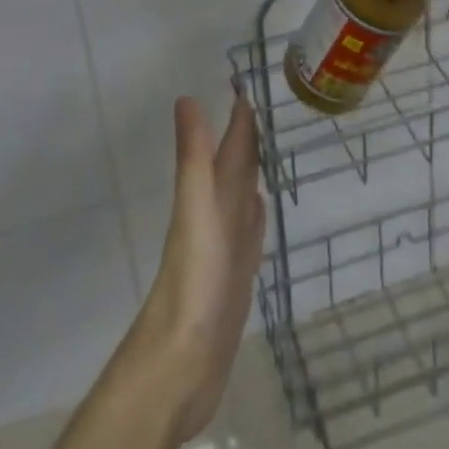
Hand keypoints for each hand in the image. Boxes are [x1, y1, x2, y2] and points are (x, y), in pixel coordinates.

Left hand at [124, 94, 265, 444]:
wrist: (181, 365)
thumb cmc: (193, 282)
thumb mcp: (196, 210)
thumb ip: (193, 157)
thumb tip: (185, 97)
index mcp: (210, 197)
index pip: (229, 147)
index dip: (239, 118)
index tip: (249, 83)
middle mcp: (218, 216)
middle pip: (235, 169)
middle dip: (247, 139)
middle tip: (265, 106)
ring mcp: (227, 248)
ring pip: (242, 197)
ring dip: (252, 172)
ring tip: (266, 148)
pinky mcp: (236, 279)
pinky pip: (249, 234)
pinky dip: (255, 216)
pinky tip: (259, 207)